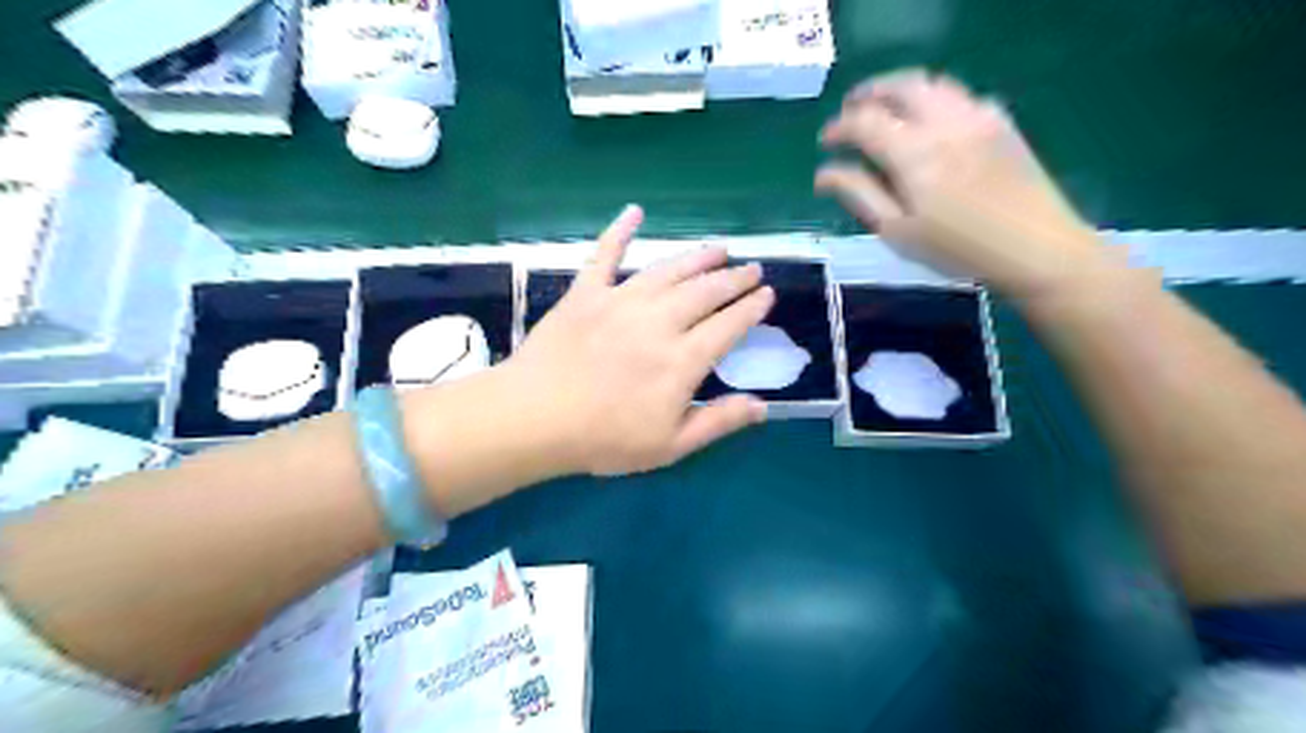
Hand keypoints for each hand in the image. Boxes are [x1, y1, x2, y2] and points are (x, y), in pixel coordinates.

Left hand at [501, 206, 765, 474]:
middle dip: (734, 278)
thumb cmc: (604, 439)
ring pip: (669, 270)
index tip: (766, 294)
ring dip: (697, 257)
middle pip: (706, 291)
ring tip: (718, 248)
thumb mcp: (670, 446)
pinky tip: (634, 212)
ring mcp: (620, 301)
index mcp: (682, 360)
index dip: (751, 308)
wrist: (534, 419)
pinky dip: (620, 231)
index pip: (729, 325)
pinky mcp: (586, 293)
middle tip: (751, 268)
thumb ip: (718, 422)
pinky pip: (605, 255)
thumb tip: (762, 406)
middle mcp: (659, 321)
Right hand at [813, 70, 1110, 297]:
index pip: (865, 122)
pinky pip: (960, 94)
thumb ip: (859, 195)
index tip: (825, 142)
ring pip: (931, 83)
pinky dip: (934, 98)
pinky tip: (930, 122)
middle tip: (850, 111)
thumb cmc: (957, 249)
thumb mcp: (898, 230)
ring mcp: (977, 116)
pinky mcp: (1001, 122)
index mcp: (913, 152)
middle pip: (899, 86)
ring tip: (885, 110)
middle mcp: (943, 122)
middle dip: (868, 94)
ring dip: (900, 90)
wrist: (1035, 247)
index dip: (839, 128)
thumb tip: (824, 173)